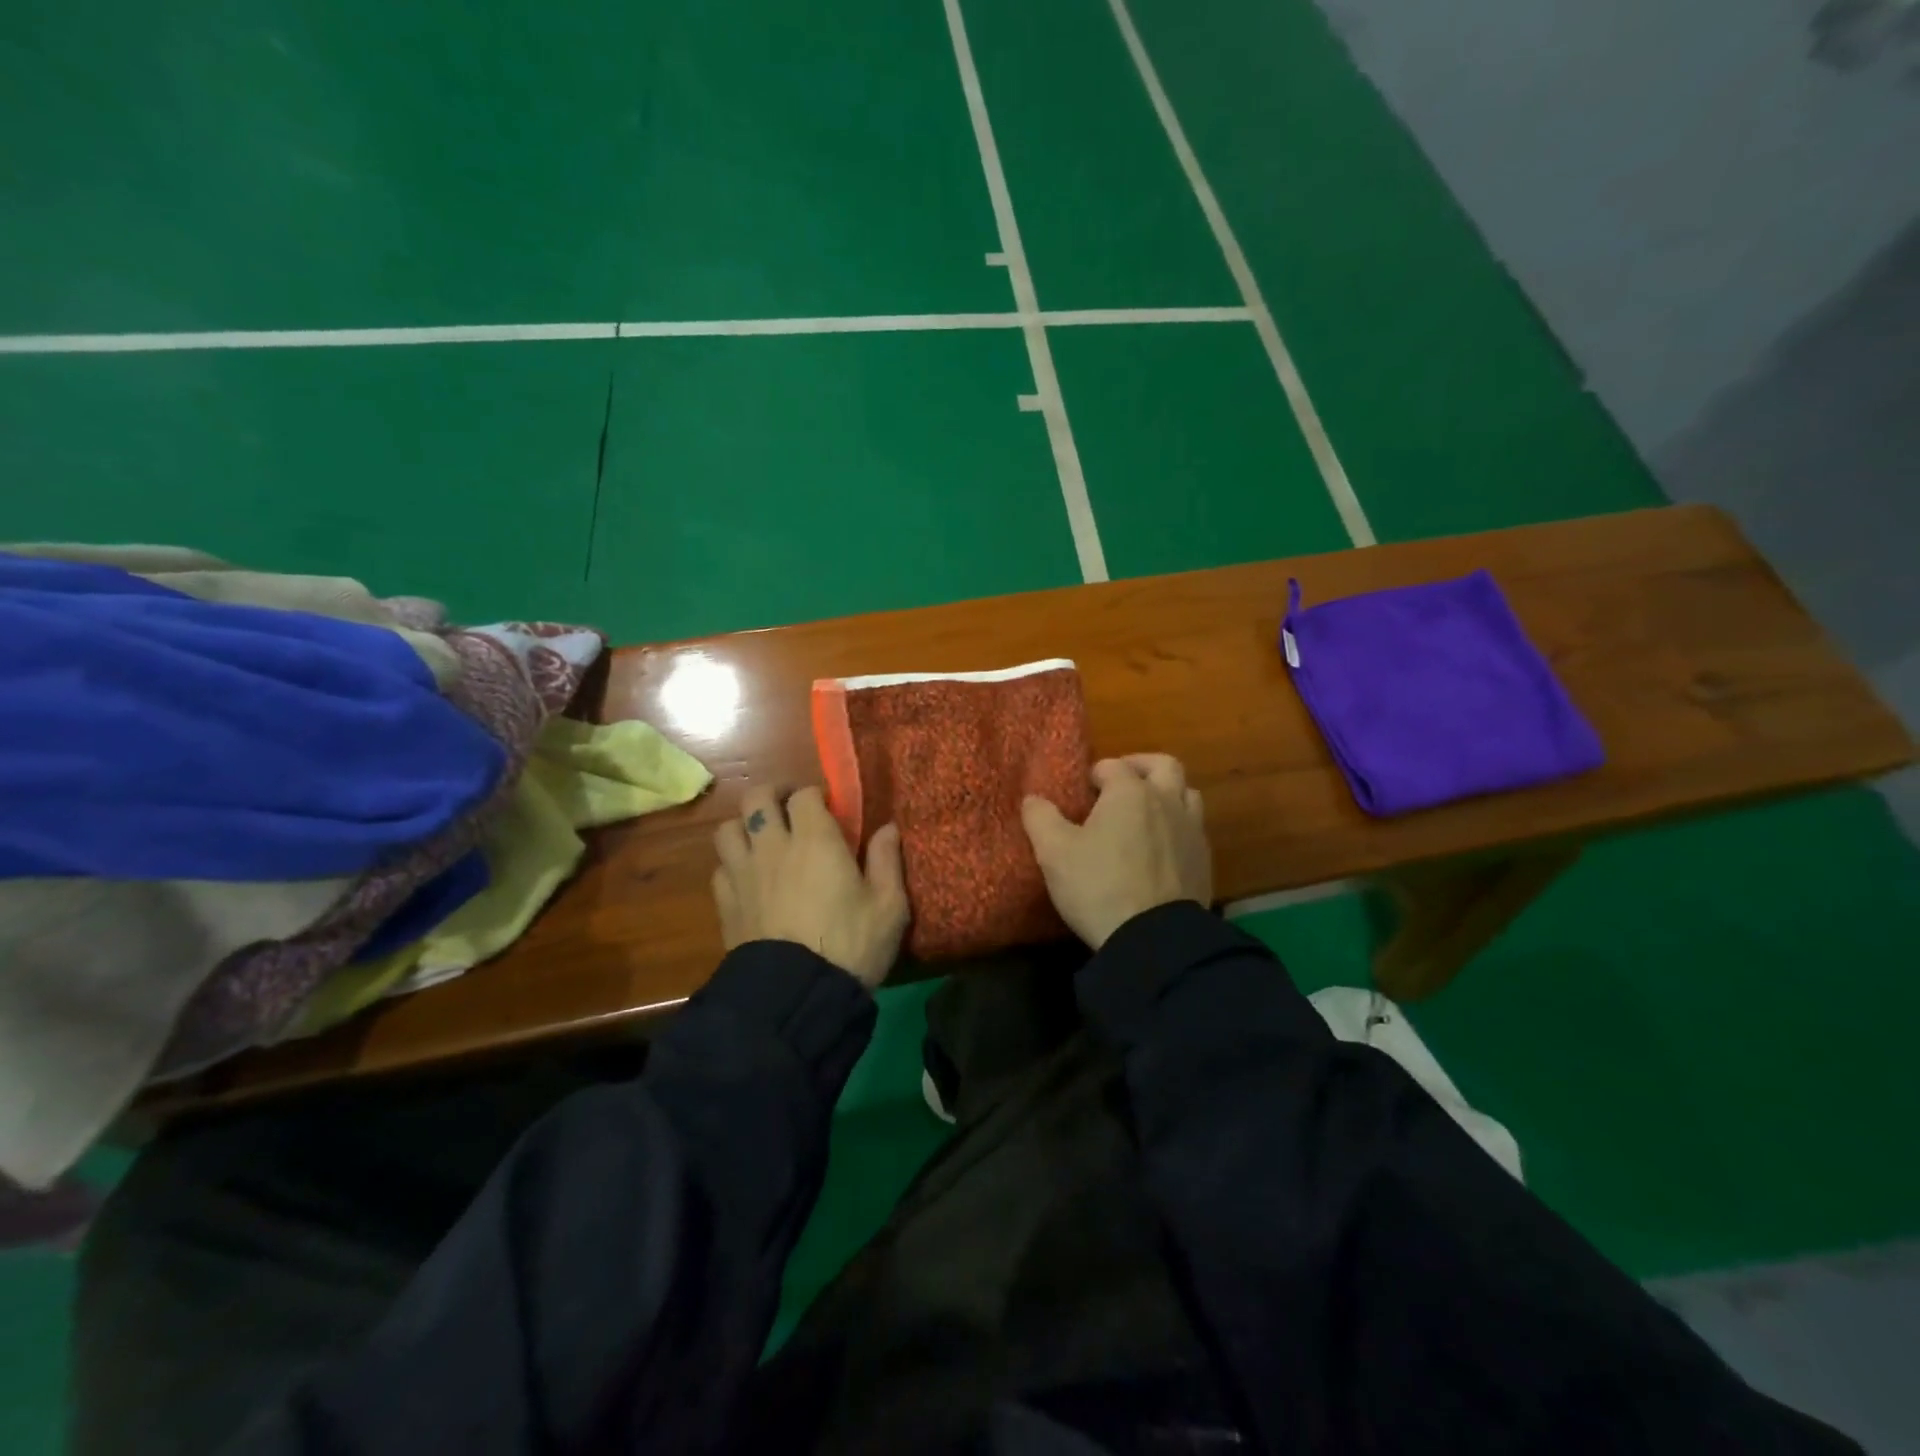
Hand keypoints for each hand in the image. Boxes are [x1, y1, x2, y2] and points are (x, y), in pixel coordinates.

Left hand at [712, 785, 909, 988]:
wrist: (797, 996)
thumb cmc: (851, 945)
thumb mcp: (888, 906)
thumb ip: (887, 861)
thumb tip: (888, 828)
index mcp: (815, 840)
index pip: (804, 795)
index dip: (815, 796)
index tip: (829, 810)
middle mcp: (773, 846)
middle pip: (757, 797)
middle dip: (773, 795)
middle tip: (790, 808)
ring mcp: (743, 873)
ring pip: (728, 828)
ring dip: (744, 826)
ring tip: (762, 839)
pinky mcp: (726, 903)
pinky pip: (720, 868)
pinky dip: (732, 864)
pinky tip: (747, 878)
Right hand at [1021, 754, 1211, 948]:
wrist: (1154, 938)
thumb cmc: (1099, 886)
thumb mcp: (1054, 853)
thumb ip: (1040, 819)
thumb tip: (1033, 799)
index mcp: (1130, 793)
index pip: (1113, 766)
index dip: (1095, 775)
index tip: (1082, 792)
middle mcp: (1166, 802)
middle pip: (1164, 765)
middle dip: (1141, 767)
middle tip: (1121, 784)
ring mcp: (1191, 831)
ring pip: (1187, 794)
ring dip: (1167, 794)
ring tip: (1145, 813)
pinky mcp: (1204, 861)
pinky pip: (1194, 829)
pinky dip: (1177, 827)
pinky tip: (1160, 848)